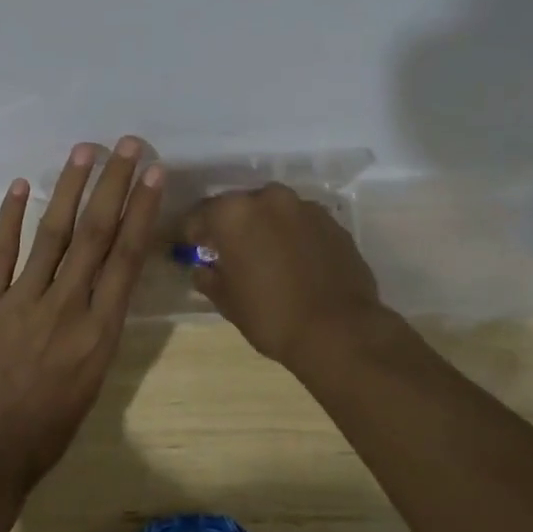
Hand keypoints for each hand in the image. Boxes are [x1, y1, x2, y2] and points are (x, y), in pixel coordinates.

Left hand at [0, 137, 164, 497]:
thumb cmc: (51, 425)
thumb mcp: (95, 377)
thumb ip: (101, 324)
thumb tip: (108, 279)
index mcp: (100, 331)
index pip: (126, 258)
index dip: (141, 211)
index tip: (154, 174)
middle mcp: (67, 307)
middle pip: (94, 235)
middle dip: (113, 186)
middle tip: (127, 146)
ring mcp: (23, 301)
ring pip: (51, 234)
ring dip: (69, 189)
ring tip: (84, 151)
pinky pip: (0, 252)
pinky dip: (9, 217)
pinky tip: (20, 185)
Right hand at [180, 184, 386, 369]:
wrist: (340, 332)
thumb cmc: (271, 316)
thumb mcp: (227, 302)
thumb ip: (208, 277)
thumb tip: (203, 268)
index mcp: (233, 213)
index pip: (200, 215)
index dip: (192, 234)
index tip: (192, 249)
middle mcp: (268, 199)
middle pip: (239, 207)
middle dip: (231, 226)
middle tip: (229, 252)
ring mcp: (305, 207)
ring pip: (273, 211)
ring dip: (264, 227)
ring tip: (265, 256)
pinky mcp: (333, 222)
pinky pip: (301, 223)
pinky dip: (292, 235)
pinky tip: (294, 261)